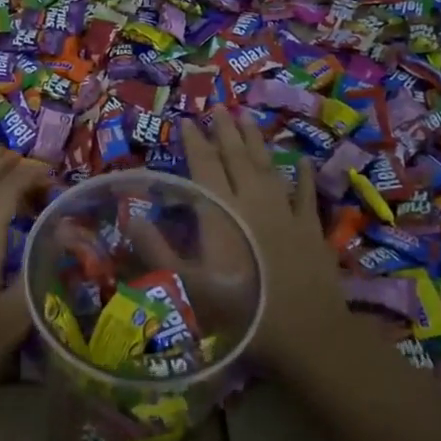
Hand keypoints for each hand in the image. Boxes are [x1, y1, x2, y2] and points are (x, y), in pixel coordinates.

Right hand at [139, 111, 345, 373]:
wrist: (306, 333)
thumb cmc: (242, 312)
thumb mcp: (188, 285)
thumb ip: (156, 250)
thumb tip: (130, 215)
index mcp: (222, 212)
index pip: (205, 166)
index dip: (195, 142)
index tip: (186, 121)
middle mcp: (254, 202)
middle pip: (237, 158)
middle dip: (225, 131)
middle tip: (218, 107)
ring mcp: (286, 212)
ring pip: (269, 167)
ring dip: (256, 141)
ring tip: (248, 117)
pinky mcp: (311, 229)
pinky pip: (306, 194)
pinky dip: (304, 175)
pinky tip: (303, 160)